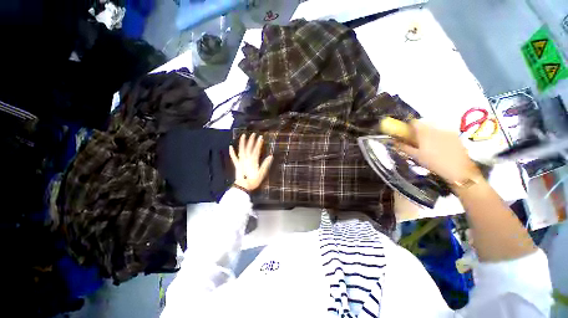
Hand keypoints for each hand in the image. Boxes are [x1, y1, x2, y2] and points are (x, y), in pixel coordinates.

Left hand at [229, 133, 273, 191]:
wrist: (243, 186)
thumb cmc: (253, 180)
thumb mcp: (262, 173)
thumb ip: (265, 164)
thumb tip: (270, 156)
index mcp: (253, 160)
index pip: (256, 150)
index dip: (259, 143)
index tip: (260, 137)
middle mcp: (246, 159)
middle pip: (249, 148)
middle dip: (251, 140)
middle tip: (253, 134)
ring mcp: (241, 161)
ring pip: (241, 150)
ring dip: (242, 143)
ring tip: (243, 136)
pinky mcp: (237, 164)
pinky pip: (234, 157)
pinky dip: (232, 152)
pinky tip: (230, 147)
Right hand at [397, 120, 480, 183]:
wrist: (459, 170)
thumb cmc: (434, 163)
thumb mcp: (416, 156)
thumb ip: (404, 147)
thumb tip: (394, 142)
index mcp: (425, 132)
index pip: (414, 122)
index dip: (408, 126)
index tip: (406, 133)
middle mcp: (436, 128)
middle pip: (424, 124)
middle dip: (419, 130)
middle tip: (416, 140)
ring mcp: (447, 131)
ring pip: (434, 127)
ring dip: (428, 133)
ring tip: (428, 144)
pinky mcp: (455, 136)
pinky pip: (443, 132)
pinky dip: (438, 136)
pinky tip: (439, 146)